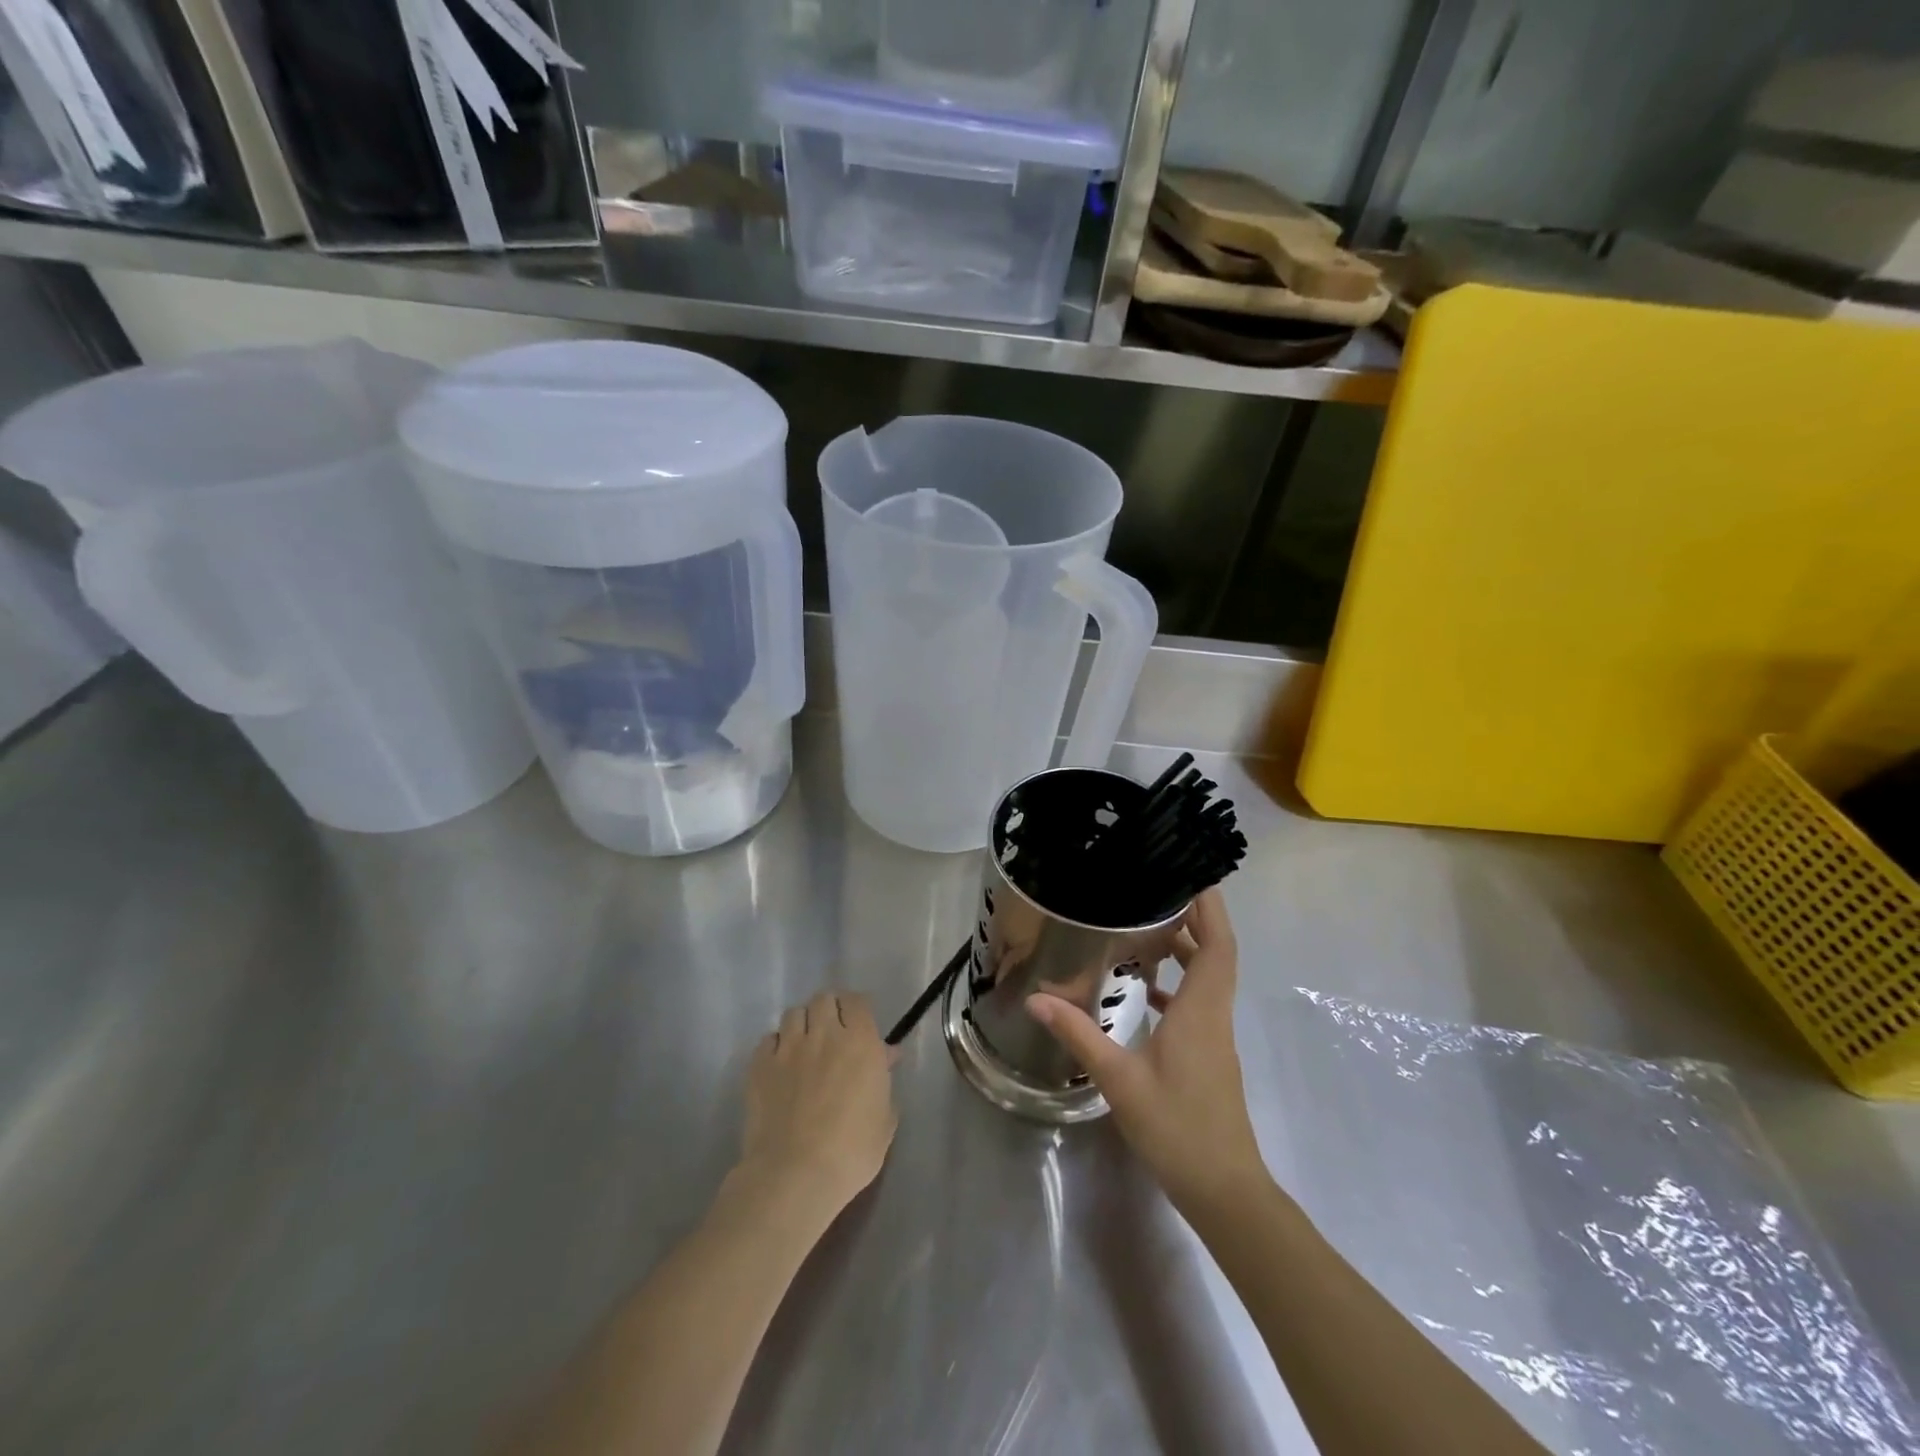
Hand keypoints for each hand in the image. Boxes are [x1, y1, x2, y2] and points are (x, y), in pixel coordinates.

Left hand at [734, 992, 897, 1228]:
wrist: (795, 1175)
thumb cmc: (851, 1152)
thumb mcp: (884, 1120)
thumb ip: (884, 1081)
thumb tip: (885, 1056)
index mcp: (860, 1042)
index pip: (857, 1001)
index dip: (856, 1008)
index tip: (858, 1025)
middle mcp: (824, 1034)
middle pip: (824, 998)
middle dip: (829, 1010)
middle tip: (832, 1033)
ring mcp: (788, 1048)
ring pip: (794, 1013)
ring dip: (802, 1024)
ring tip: (804, 1046)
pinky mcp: (759, 1065)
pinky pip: (768, 1040)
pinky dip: (775, 1046)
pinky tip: (780, 1065)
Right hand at [1027, 890, 1267, 1214]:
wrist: (1224, 1190)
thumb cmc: (1177, 1128)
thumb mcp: (1120, 1079)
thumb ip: (1079, 1034)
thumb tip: (1037, 998)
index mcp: (1202, 1011)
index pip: (1218, 944)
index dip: (1211, 907)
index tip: (1194, 875)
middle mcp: (1214, 1015)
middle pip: (1216, 954)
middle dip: (1194, 919)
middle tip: (1157, 892)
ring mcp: (1215, 1037)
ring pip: (1208, 978)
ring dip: (1187, 950)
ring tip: (1147, 929)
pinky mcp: (1209, 1056)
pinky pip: (1199, 1003)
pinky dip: (1179, 985)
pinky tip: (1146, 991)